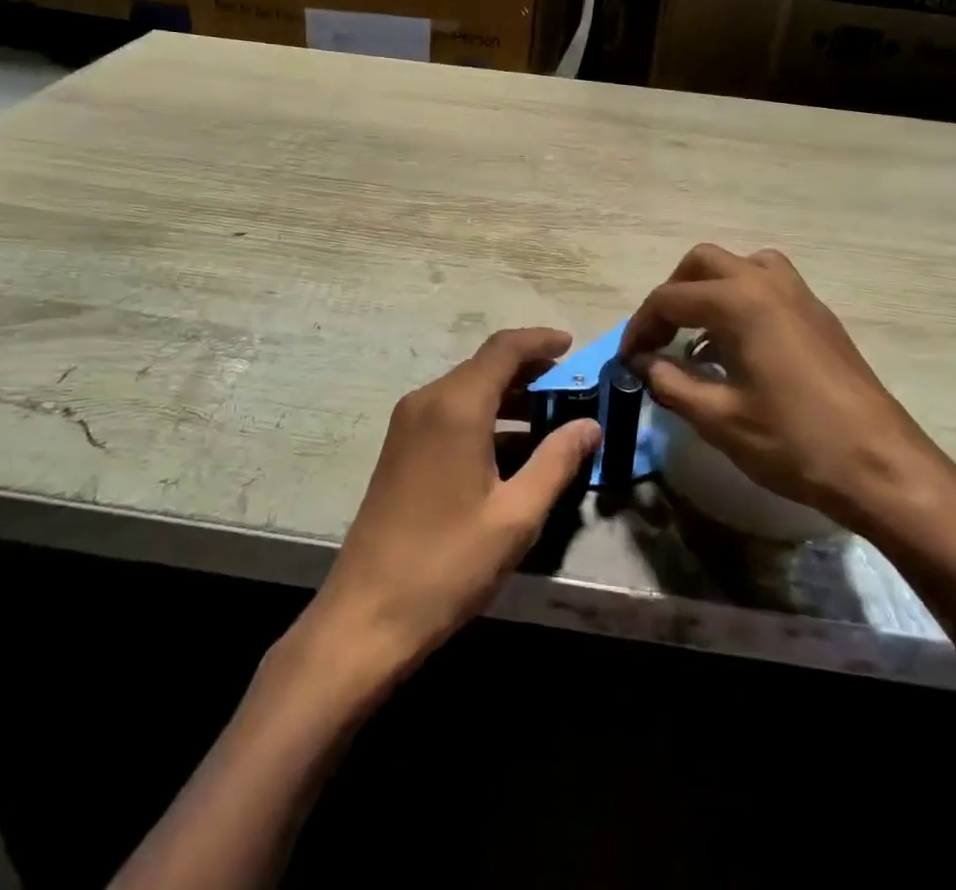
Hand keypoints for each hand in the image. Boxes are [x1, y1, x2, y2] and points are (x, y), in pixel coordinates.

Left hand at [305, 328, 601, 678]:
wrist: (366, 615)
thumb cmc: (448, 564)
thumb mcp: (516, 516)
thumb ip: (556, 461)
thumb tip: (590, 425)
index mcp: (456, 406)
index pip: (504, 349)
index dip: (540, 340)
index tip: (573, 345)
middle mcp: (427, 401)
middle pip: (484, 365)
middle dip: (529, 370)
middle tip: (571, 388)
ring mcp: (407, 423)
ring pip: (467, 389)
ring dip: (508, 395)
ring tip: (551, 416)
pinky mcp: (400, 447)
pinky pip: (449, 412)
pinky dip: (484, 416)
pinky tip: (512, 447)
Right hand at [622, 244, 955, 543]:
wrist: (881, 465)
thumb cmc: (794, 441)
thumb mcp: (719, 418)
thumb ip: (671, 382)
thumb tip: (642, 362)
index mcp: (739, 302)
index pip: (670, 298)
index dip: (640, 327)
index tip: (627, 358)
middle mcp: (767, 283)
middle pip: (703, 263)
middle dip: (672, 293)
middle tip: (658, 336)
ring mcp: (799, 295)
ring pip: (740, 266)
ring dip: (709, 288)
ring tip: (697, 333)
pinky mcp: (819, 315)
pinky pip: (767, 285)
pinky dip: (740, 299)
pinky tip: (737, 347)